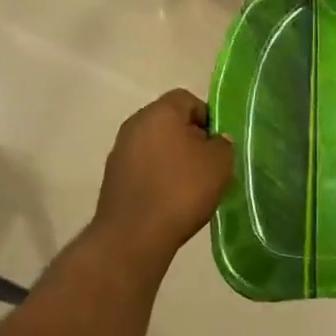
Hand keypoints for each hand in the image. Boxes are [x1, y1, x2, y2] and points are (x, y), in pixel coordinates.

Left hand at [94, 89, 232, 267]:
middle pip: (169, 121)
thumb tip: (215, 140)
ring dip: (172, 159)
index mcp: (160, 111)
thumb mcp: (219, 164)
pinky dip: (156, 176)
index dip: (207, 118)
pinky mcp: (112, 176)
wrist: (133, 235)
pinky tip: (168, 200)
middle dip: (190, 139)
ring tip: (190, 187)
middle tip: (207, 165)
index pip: (188, 99)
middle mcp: (135, 123)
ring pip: (155, 145)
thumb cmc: (180, 190)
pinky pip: (142, 166)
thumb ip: (223, 144)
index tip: (217, 145)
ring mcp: (119, 150)